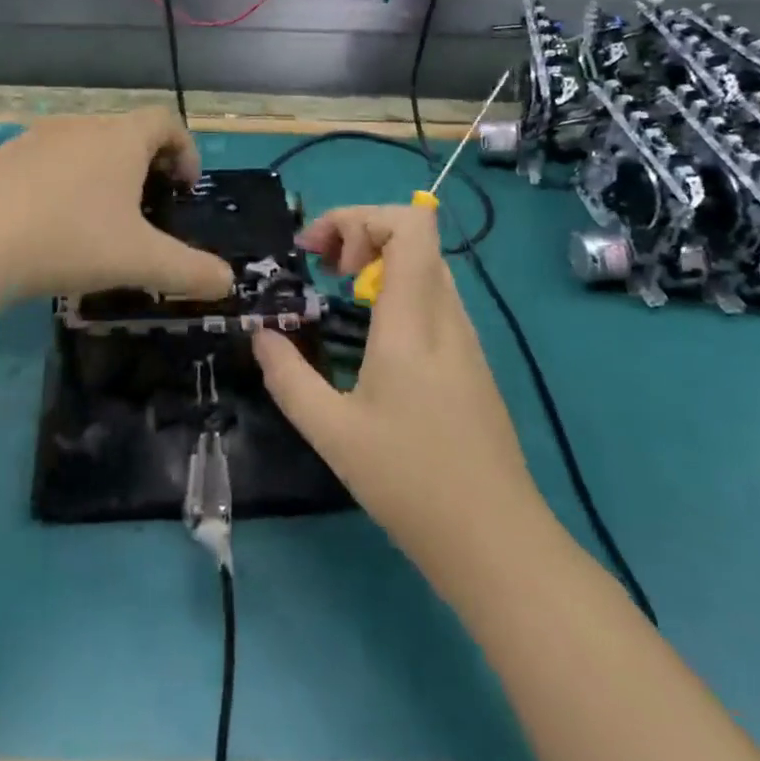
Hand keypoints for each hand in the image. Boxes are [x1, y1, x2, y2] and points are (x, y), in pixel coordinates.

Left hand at [0, 109, 233, 301]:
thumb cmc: (71, 240)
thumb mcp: (140, 261)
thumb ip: (191, 271)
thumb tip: (229, 283)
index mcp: (120, 138)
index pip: (166, 121)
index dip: (185, 149)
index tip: (184, 188)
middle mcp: (81, 125)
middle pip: (126, 131)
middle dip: (144, 164)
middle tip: (146, 208)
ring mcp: (36, 136)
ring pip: (83, 145)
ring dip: (101, 172)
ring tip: (97, 218)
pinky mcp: (0, 156)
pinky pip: (45, 160)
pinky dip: (60, 181)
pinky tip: (47, 222)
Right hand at [254, 205, 537, 594]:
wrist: (498, 543)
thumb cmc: (411, 483)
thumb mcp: (331, 432)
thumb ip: (288, 377)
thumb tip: (261, 335)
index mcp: (414, 320)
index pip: (410, 224)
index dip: (360, 217)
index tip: (320, 253)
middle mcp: (446, 314)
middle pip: (415, 233)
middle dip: (359, 232)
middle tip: (322, 267)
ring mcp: (465, 336)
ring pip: (424, 263)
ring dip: (378, 258)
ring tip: (338, 290)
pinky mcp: (471, 359)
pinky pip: (432, 294)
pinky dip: (395, 287)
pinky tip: (371, 332)